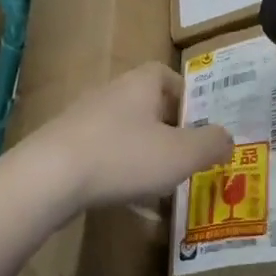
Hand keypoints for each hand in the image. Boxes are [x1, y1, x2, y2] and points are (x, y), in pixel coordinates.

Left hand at [21, 62, 233, 210]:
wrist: (48, 177)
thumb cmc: (123, 156)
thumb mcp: (180, 154)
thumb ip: (211, 144)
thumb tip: (227, 138)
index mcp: (141, 83)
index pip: (167, 75)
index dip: (187, 96)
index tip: (199, 124)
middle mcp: (111, 91)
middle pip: (146, 104)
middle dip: (167, 130)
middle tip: (185, 157)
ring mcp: (84, 117)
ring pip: (125, 131)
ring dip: (143, 153)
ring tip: (160, 184)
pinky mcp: (64, 144)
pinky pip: (102, 153)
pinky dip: (119, 171)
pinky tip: (127, 200)